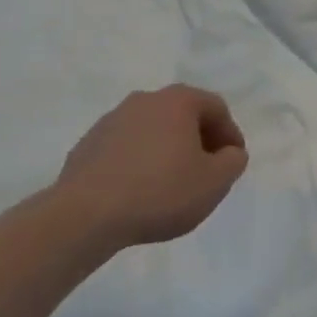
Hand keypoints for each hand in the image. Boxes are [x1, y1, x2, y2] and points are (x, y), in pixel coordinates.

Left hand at [50, 85, 247, 250]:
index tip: (232, 163)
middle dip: (199, 141)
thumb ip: (233, 162)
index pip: (216, 109)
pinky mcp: (86, 145)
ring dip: (166, 151)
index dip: (230, 135)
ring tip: (170, 185)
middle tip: (205, 172)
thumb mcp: (214, 182)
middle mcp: (145, 100)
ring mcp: (111, 120)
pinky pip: (124, 149)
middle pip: (183, 115)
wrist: (83, 216)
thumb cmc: (159, 192)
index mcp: (178, 100)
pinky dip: (138, 163)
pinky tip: (137, 192)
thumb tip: (229, 153)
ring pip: (152, 131)